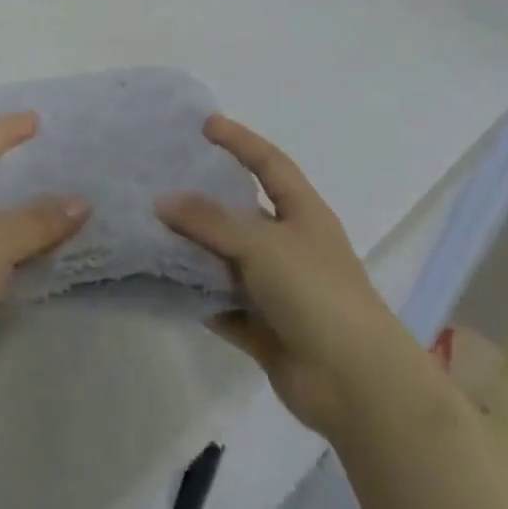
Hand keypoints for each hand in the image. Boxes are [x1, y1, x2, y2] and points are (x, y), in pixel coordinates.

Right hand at [157, 116, 410, 438]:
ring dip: (196, 250)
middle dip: (206, 198)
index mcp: (303, 213)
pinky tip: (165, 286)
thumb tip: (163, 200)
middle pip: (242, 212)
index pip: (269, 163)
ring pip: (228, 260)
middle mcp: (291, 245)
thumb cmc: (316, 292)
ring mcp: (279, 289)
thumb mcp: (261, 243)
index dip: (240, 140)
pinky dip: (199, 297)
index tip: (205, 125)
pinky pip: (224, 304)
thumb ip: (210, 220)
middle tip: (163, 180)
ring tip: (151, 231)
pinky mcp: (265, 329)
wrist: (356, 384)